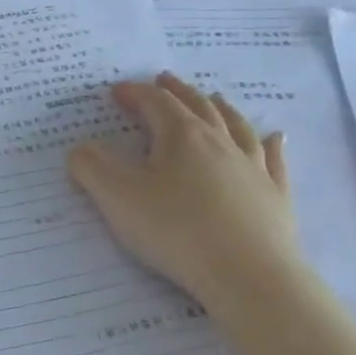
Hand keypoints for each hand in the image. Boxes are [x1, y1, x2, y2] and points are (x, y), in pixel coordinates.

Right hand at [67, 73, 300, 309]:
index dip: (135, 93)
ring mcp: (253, 168)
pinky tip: (274, 137)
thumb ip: (91, 167)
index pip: (156, 103)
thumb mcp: (117, 197)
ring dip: (221, 108)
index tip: (116, 91)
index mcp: (182, 137)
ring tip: (213, 98)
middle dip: (177, 92)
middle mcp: (220, 143)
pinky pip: (273, 160)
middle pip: (198, 107)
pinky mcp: (274, 197)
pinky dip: (270, 144)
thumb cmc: (176, 230)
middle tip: (164, 79)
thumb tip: (80, 149)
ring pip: (237, 127)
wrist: (249, 275)